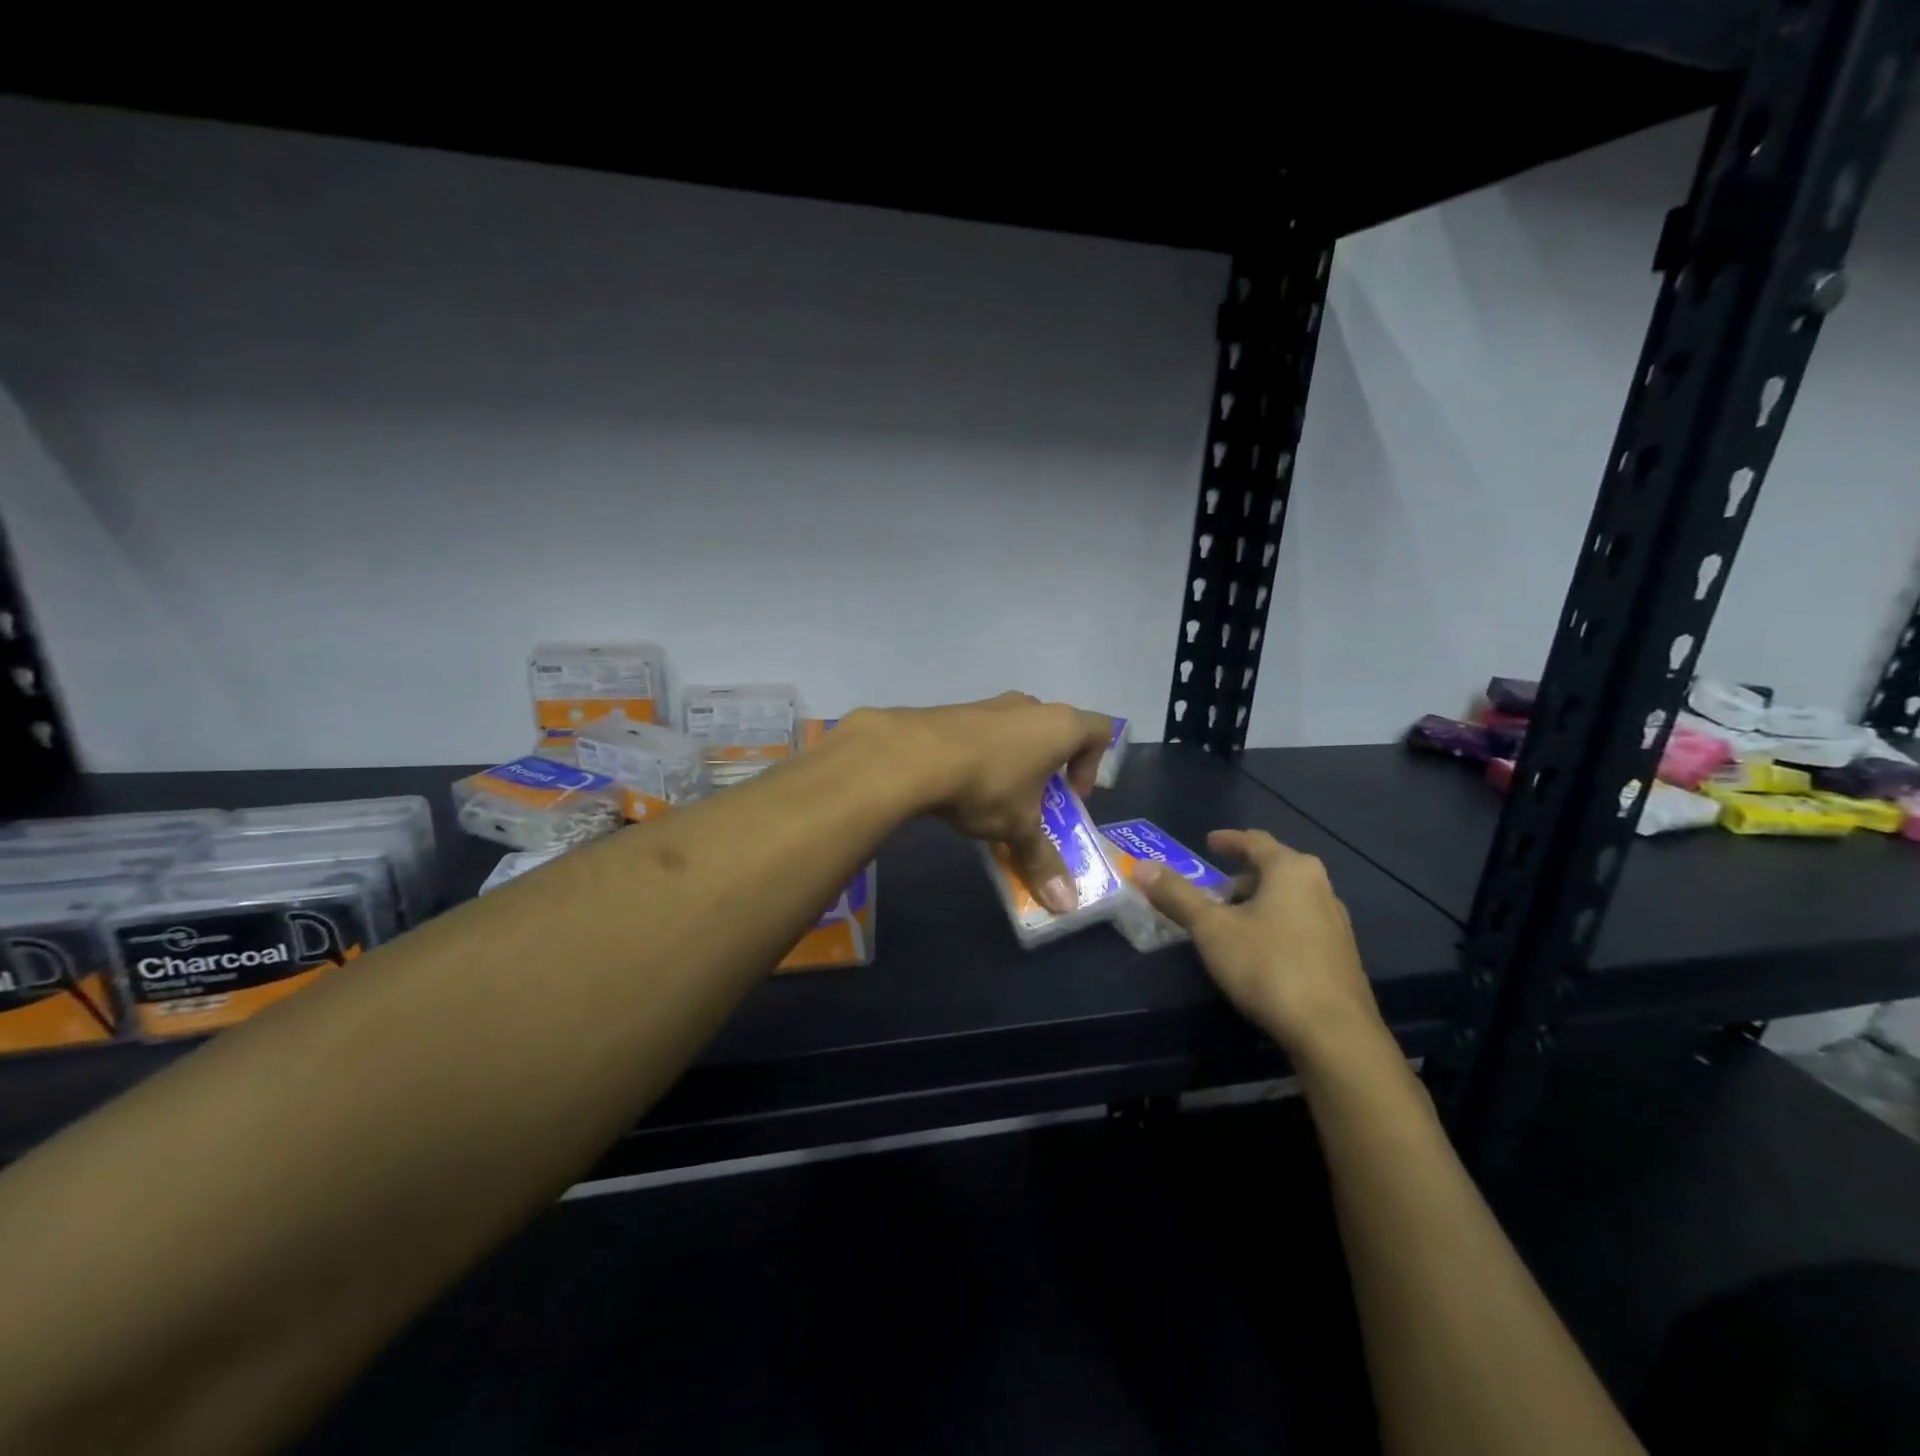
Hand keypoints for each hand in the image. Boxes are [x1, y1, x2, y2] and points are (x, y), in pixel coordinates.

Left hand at [845, 693, 1110, 914]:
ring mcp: (990, 704)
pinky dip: (984, 758)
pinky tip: (964, 788)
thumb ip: (1043, 861)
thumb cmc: (987, 785)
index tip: (1073, 798)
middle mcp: (1029, 706)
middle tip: (1038, 803)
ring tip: (998, 800)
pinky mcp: (956, 711)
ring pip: (1017, 732)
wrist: (913, 755)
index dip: (1094, 766)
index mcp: (1060, 725)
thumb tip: (1066, 906)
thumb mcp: (1019, 828)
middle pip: (1056, 732)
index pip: (1100, 731)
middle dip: (1051, 770)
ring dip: (1016, 764)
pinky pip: (984, 734)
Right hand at [1132, 829, 1384, 1058]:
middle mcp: (1320, 888)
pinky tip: (1260, 952)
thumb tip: (1142, 867)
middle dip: (1241, 876)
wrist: (1334, 1034)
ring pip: (1289, 899)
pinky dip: (1276, 925)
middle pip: (1275, 869)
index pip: (1256, 841)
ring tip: (1231, 922)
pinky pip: (1301, 925)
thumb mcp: (1211, 929)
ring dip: (1259, 903)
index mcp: (1291, 870)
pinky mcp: (1341, 956)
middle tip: (1212, 890)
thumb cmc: (1269, 966)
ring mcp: (1336, 923)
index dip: (1229, 840)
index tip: (1208, 842)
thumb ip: (1177, 896)